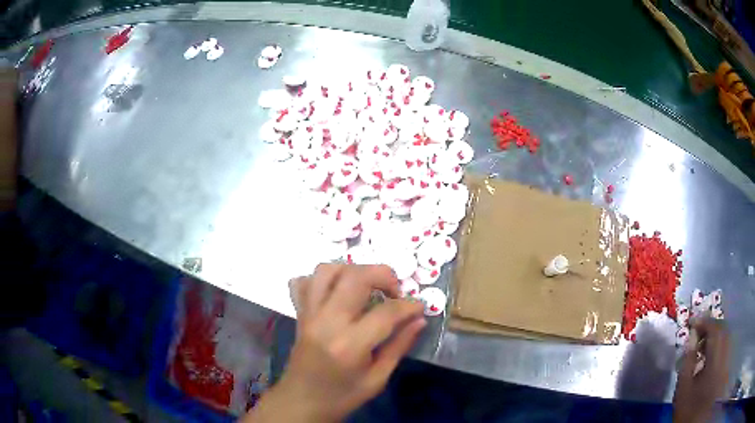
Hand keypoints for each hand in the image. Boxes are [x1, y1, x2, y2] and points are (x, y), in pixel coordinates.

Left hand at [246, 264, 425, 421]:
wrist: (301, 401)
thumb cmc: (342, 396)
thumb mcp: (377, 379)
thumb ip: (399, 346)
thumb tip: (419, 319)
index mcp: (350, 345)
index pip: (386, 312)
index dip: (409, 305)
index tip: (419, 307)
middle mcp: (326, 322)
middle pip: (355, 277)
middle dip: (383, 275)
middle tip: (395, 291)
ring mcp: (308, 314)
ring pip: (326, 270)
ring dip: (352, 270)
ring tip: (367, 287)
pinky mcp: (299, 313)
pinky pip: (304, 282)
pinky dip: (321, 280)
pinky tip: (336, 292)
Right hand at [673, 317, 730, 422]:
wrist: (696, 421)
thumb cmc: (689, 406)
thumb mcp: (683, 388)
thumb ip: (688, 361)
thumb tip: (691, 337)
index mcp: (716, 358)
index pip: (714, 330)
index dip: (704, 322)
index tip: (692, 321)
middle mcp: (725, 353)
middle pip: (722, 330)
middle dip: (710, 326)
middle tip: (697, 331)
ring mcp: (727, 359)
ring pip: (725, 336)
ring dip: (714, 335)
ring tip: (702, 344)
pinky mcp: (725, 365)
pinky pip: (725, 345)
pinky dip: (718, 344)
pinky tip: (708, 355)